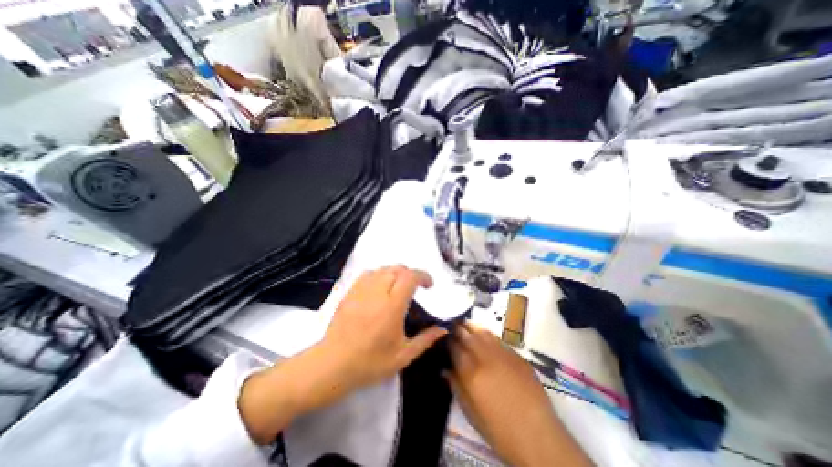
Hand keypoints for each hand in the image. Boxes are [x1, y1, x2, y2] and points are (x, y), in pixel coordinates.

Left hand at [237, 265, 444, 445]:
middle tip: (415, 287)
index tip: (429, 285)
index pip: (410, 277)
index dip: (423, 276)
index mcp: (392, 307)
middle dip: (410, 274)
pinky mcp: (350, 292)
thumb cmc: (370, 362)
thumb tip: (443, 329)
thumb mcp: (403, 356)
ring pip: (382, 269)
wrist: (332, 365)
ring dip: (395, 273)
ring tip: (398, 286)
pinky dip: (379, 274)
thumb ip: (425, 340)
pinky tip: (380, 287)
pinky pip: (368, 273)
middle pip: (397, 268)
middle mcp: (377, 292)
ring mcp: (361, 290)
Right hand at [449, 323, 591, 464]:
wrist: (538, 436)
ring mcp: (502, 353)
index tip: (443, 337)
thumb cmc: (499, 430)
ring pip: (483, 332)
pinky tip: (485, 337)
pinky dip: (487, 335)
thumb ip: (456, 386)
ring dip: (472, 327)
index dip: (447, 340)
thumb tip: (445, 369)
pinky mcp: (517, 355)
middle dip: (458, 328)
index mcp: (471, 371)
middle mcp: (485, 357)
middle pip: (467, 334)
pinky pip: (497, 339)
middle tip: (452, 325)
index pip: (454, 347)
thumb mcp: (470, 412)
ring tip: (466, 324)